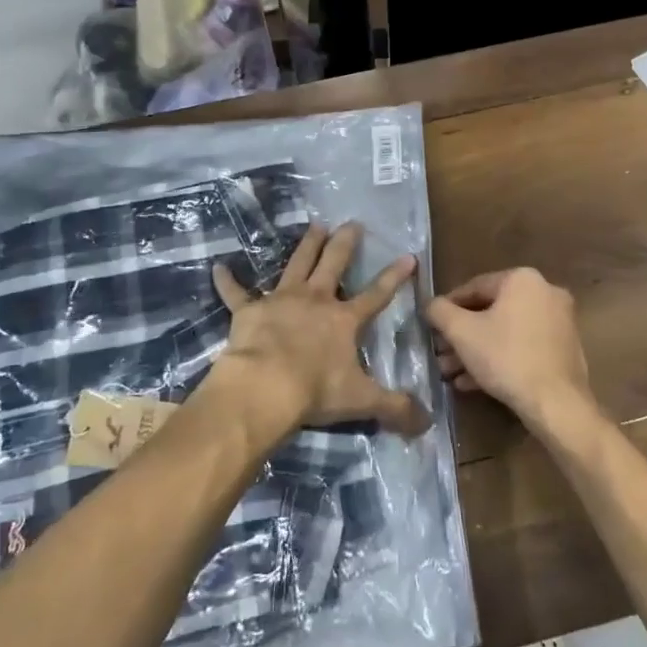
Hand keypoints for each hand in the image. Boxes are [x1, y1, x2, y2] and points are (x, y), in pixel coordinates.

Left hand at [210, 222, 431, 440]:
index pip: (376, 294)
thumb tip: (428, 423)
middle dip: (345, 243)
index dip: (394, 277)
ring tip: (315, 226)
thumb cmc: (315, 391)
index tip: (408, 256)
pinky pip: (236, 293)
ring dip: (307, 245)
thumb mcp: (362, 401)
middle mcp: (315, 300)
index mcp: (344, 320)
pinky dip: (228, 281)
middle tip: (352, 223)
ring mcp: (281, 301)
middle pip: (334, 264)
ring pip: (297, 264)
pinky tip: (219, 268)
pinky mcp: (249, 311)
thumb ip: (396, 409)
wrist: (265, 386)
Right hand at [424, 268, 598, 432]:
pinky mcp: (564, 349)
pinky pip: (523, 346)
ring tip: (451, 372)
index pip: (474, 287)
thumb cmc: (506, 357)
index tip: (432, 326)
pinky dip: (499, 358)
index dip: (448, 307)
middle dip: (461, 335)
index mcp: (522, 279)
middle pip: (491, 311)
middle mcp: (545, 292)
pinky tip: (474, 382)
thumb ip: (440, 312)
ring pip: (506, 331)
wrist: (557, 403)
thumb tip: (430, 304)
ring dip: (476, 350)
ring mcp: (559, 321)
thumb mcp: (462, 332)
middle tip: (440, 354)